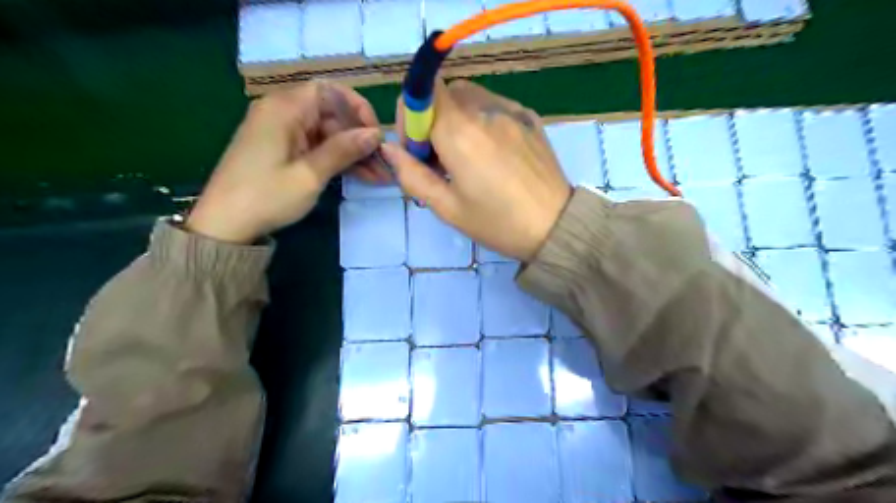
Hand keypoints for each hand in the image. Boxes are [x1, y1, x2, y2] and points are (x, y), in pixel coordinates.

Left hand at [188, 81, 386, 242]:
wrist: (225, 225)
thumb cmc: (266, 196)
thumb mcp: (310, 175)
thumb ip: (343, 150)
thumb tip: (375, 134)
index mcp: (284, 109)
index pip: (328, 90)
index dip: (356, 107)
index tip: (374, 133)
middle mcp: (282, 113)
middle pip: (330, 113)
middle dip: (358, 136)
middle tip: (383, 162)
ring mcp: (282, 133)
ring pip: (327, 133)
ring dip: (352, 152)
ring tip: (378, 175)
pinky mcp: (283, 150)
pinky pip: (316, 147)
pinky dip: (337, 159)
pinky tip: (360, 175)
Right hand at [382, 80, 568, 261]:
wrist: (556, 226)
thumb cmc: (497, 222)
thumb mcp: (447, 207)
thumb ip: (411, 175)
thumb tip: (389, 149)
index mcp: (460, 132)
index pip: (422, 91)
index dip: (411, 115)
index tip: (417, 149)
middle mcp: (485, 110)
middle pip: (445, 93)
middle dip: (433, 120)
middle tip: (441, 159)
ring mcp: (512, 111)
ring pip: (471, 97)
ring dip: (458, 118)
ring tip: (468, 156)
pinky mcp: (530, 118)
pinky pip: (496, 106)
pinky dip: (483, 120)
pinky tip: (493, 152)